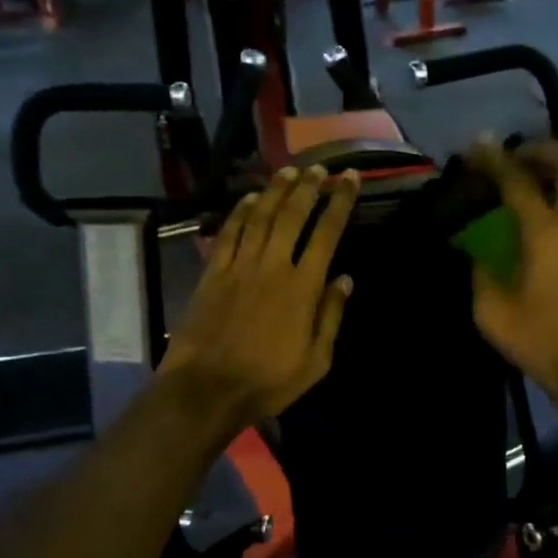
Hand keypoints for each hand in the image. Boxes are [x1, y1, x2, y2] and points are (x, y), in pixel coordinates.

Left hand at [159, 165, 359, 436]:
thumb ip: (330, 316)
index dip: (340, 203)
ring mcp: (239, 267)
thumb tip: (345, 279)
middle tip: (320, 169)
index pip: (326, 234)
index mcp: (302, 288)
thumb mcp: (316, 361)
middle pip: (292, 215)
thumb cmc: (269, 381)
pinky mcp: (213, 274)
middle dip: (309, 188)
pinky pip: (229, 234)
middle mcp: (272, 266)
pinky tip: (249, 199)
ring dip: (275, 191)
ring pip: (259, 217)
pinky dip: (240, 213)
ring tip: (289, 172)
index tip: (349, 180)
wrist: (208, 388)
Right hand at [467, 138, 557, 411]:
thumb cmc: (543, 343)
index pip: (519, 182)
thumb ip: (483, 277)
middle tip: (522, 159)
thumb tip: (480, 258)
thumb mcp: (494, 315)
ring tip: (552, 180)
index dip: (495, 160)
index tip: (478, 146)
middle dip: (545, 149)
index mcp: (547, 235)